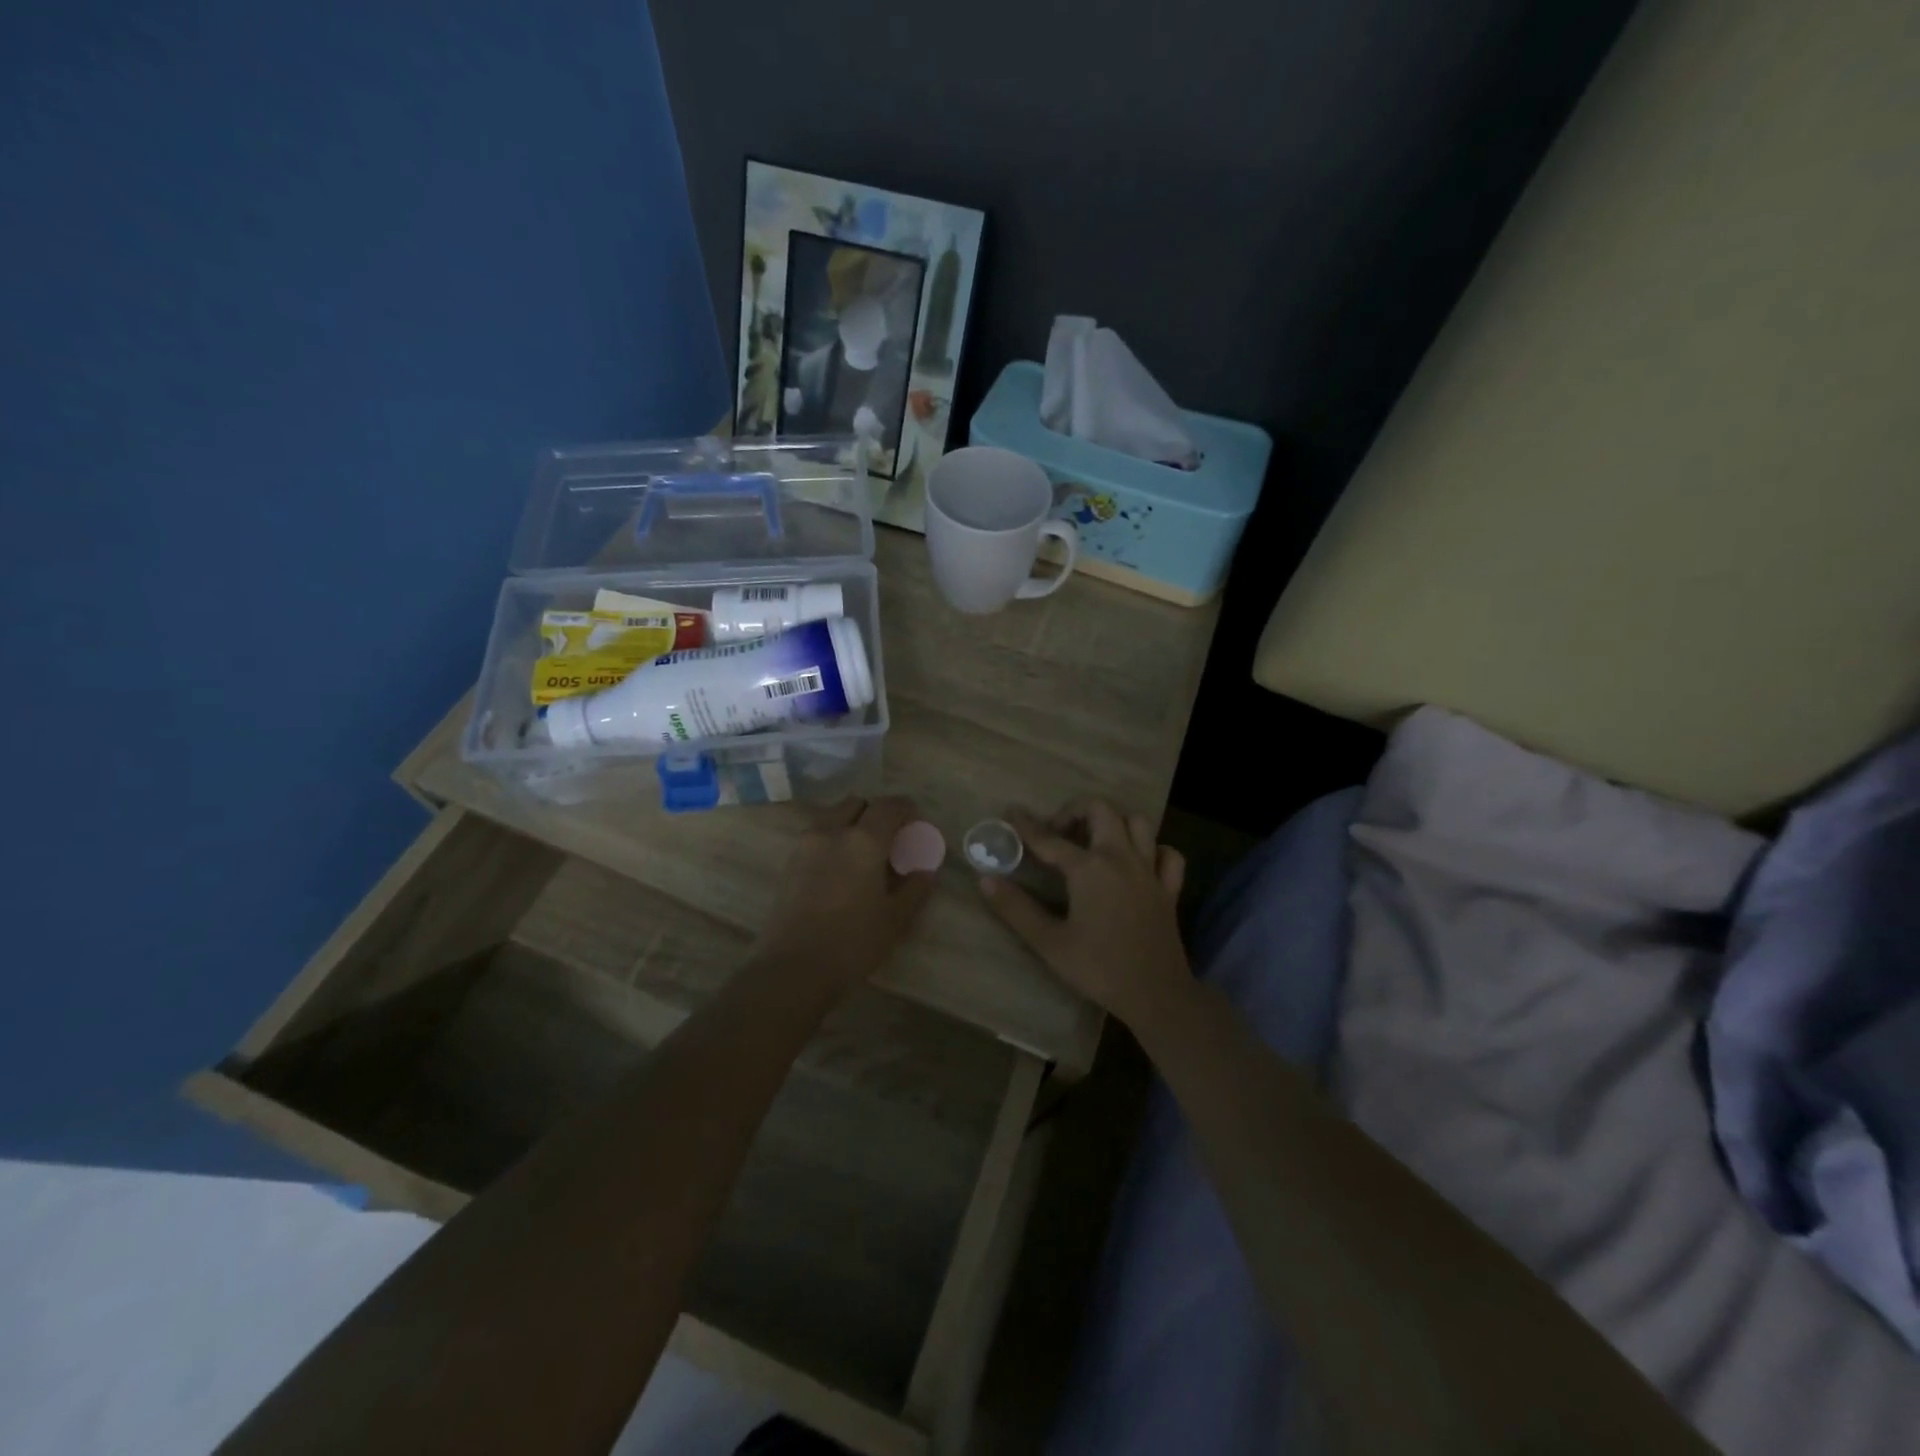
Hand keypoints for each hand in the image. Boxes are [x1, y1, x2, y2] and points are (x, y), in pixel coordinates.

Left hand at [751, 796, 937, 998]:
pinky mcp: (789, 863)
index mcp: (863, 840)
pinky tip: (840, 869)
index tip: (915, 822)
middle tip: (889, 837)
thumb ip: (914, 889)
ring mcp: (805, 846)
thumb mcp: (894, 920)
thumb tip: (925, 870)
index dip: (905, 809)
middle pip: (856, 804)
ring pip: (832, 817)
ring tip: (863, 854)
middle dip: (875, 812)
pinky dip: (832, 840)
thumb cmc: (852, 943)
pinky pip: (816, 837)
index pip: (888, 806)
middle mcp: (832, 832)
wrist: (792, 969)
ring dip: (851, 824)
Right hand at [977, 799, 1190, 1027]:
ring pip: (1138, 823)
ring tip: (1095, 841)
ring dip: (1114, 823)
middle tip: (1058, 832)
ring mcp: (1149, 871)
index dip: (1027, 825)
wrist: (1156, 995)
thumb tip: (985, 879)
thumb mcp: (1049, 943)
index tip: (1012, 812)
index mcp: (1089, 869)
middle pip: (1101, 810)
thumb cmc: (1098, 969)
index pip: (1049, 839)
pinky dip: (1153, 850)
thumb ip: (1015, 909)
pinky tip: (1138, 863)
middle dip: (1075, 811)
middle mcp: (1121, 858)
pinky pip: (1167, 854)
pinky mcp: (1169, 889)